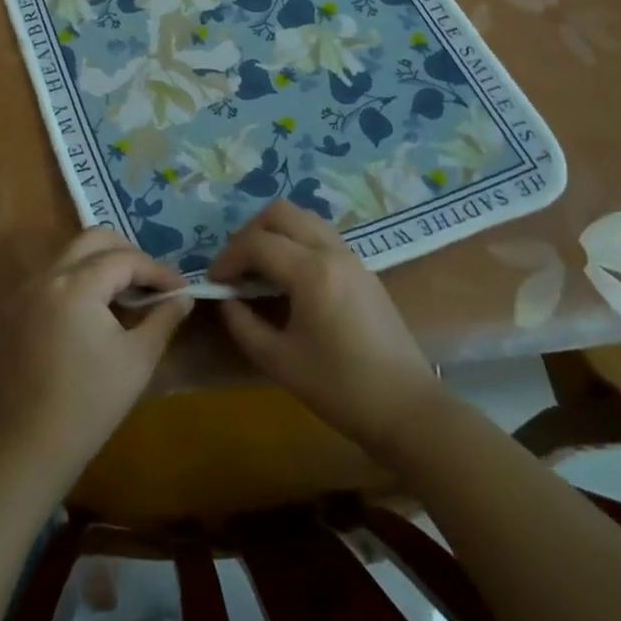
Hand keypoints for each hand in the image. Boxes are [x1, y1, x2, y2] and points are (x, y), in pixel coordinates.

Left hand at [0, 229, 192, 472]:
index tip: (181, 287)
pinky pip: (55, 276)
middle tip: (152, 280)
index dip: (157, 270)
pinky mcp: (18, 309)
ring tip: (130, 292)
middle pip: (94, 240)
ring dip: (103, 263)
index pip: (125, 259)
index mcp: (76, 284)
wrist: (31, 446)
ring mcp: (27, 291)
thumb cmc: (91, 403)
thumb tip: (183, 296)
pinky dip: (81, 278)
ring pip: (72, 254)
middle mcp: (48, 276)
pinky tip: (99, 307)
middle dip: (128, 253)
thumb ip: (164, 318)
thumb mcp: (138, 359)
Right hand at [209, 200, 439, 455]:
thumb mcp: (280, 362)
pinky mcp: (362, 267)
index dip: (228, 258)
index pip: (257, 243)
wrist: (407, 408)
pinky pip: (320, 234)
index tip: (214, 282)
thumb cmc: (341, 389)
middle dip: (250, 233)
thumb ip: (243, 325)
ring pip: (303, 217)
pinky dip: (296, 240)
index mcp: (311, 272)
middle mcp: (331, 251)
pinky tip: (288, 276)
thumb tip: (225, 299)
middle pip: (281, 212)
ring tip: (259, 267)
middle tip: (236, 266)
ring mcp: (351, 255)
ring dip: (275, 232)